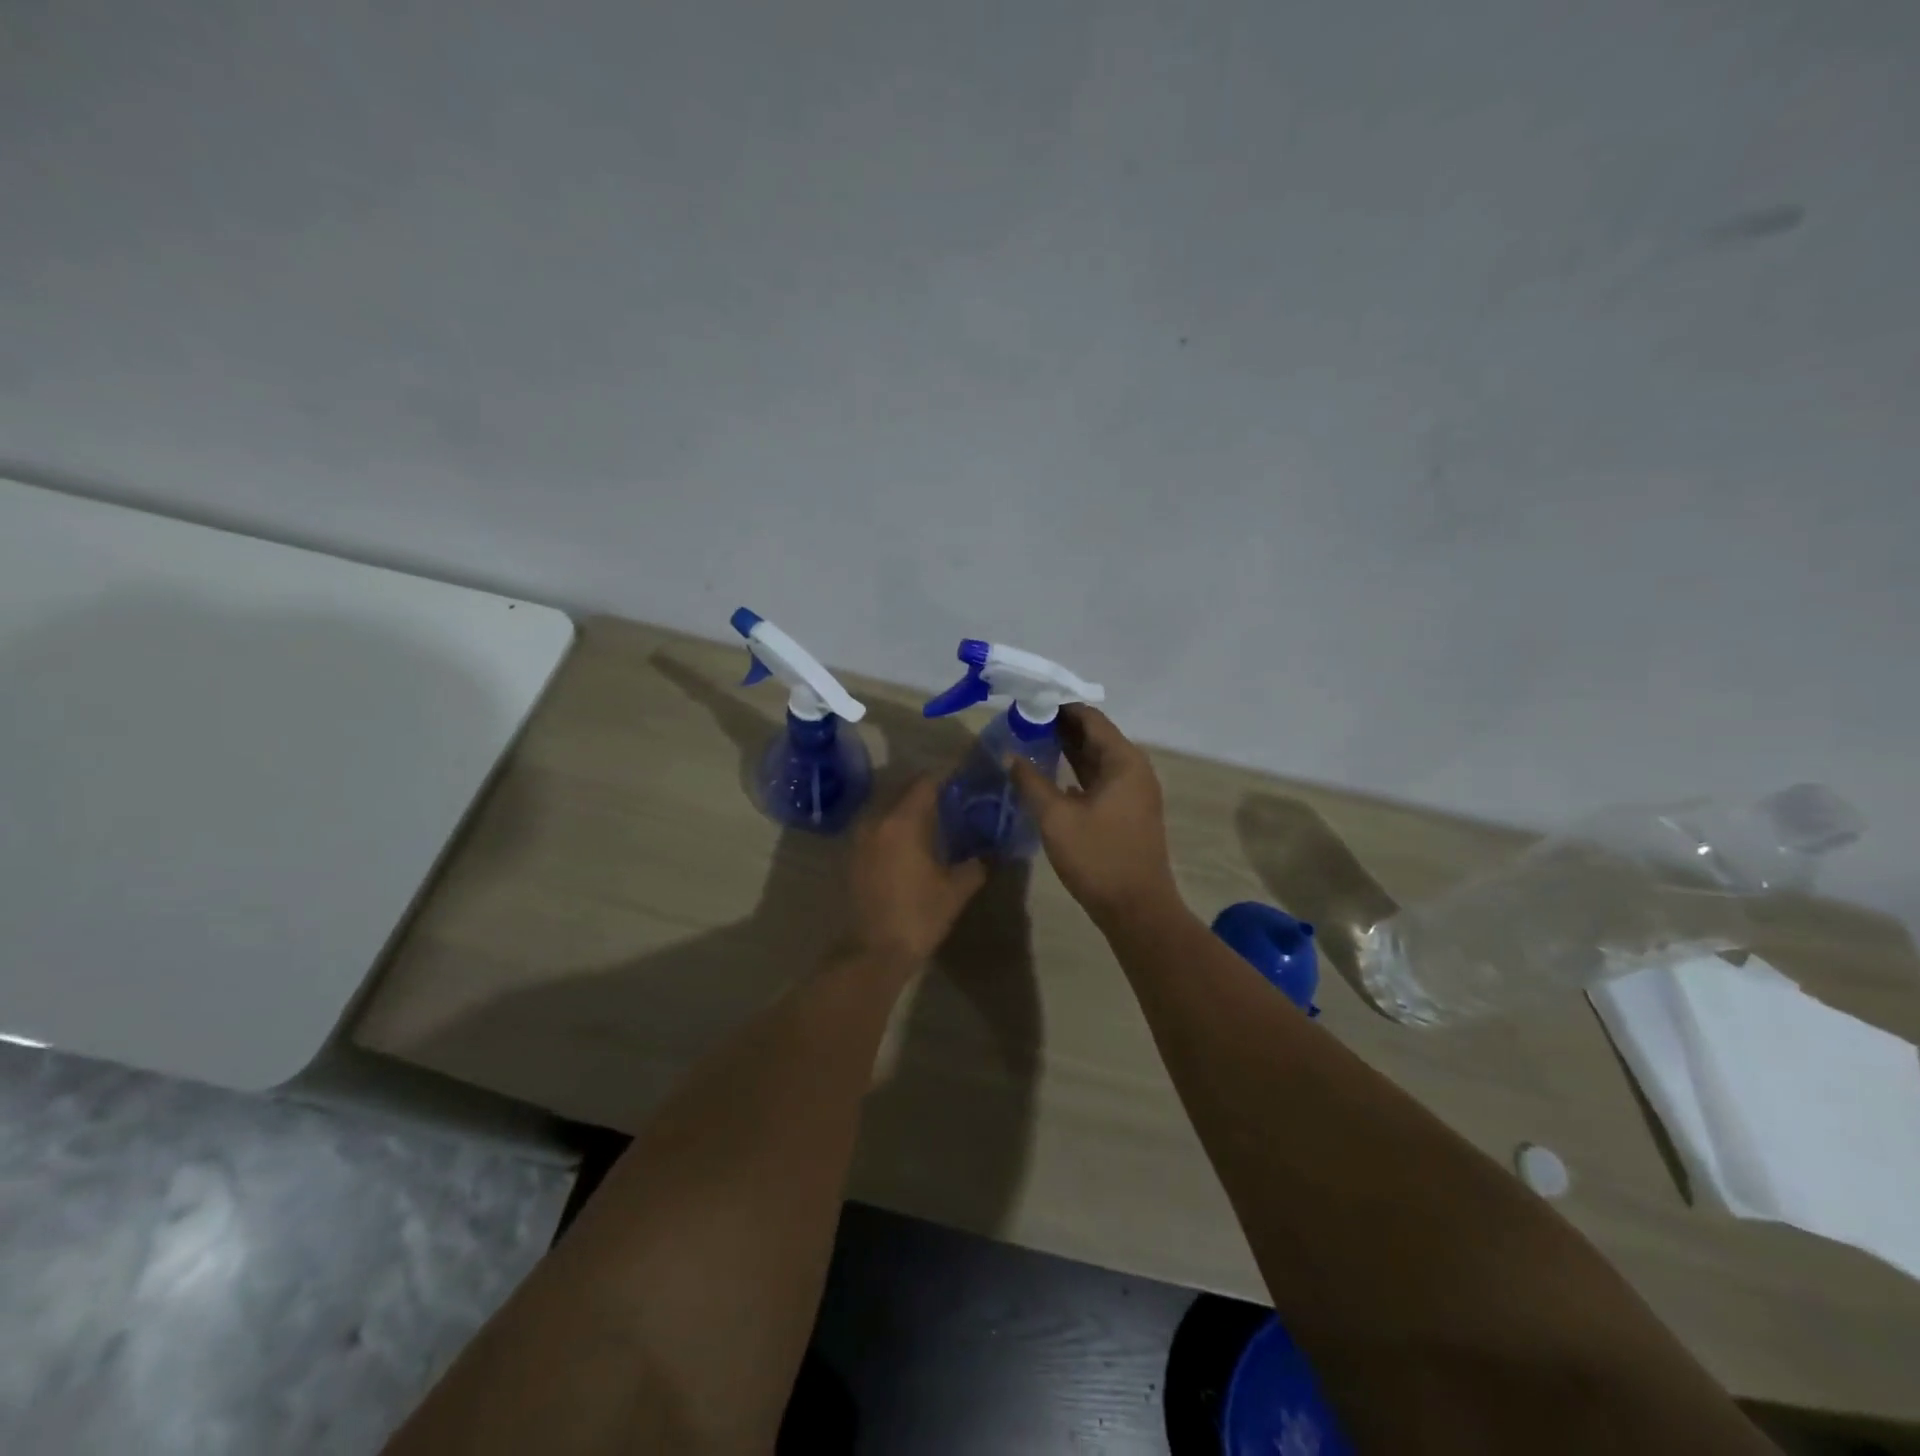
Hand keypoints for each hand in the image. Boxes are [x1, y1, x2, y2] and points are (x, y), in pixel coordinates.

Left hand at [844, 776, 987, 966]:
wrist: (872, 952)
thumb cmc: (918, 916)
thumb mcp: (956, 890)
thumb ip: (975, 865)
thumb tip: (985, 854)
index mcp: (903, 821)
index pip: (926, 782)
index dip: (947, 777)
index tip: (966, 778)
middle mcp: (876, 820)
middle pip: (904, 790)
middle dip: (928, 791)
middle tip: (954, 800)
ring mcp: (859, 837)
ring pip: (887, 808)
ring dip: (908, 809)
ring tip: (933, 821)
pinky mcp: (851, 855)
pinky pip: (877, 827)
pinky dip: (894, 826)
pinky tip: (911, 843)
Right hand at [1008, 706, 1179, 924]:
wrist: (1136, 908)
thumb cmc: (1098, 857)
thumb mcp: (1056, 818)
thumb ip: (1030, 781)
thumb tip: (1009, 754)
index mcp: (1123, 761)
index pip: (1090, 718)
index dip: (1059, 707)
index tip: (1028, 702)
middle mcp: (1134, 769)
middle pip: (1095, 735)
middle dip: (1060, 726)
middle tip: (1022, 721)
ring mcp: (1134, 791)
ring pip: (1097, 758)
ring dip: (1067, 749)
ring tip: (1030, 741)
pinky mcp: (1128, 810)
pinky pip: (1100, 778)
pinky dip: (1076, 772)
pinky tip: (1050, 775)